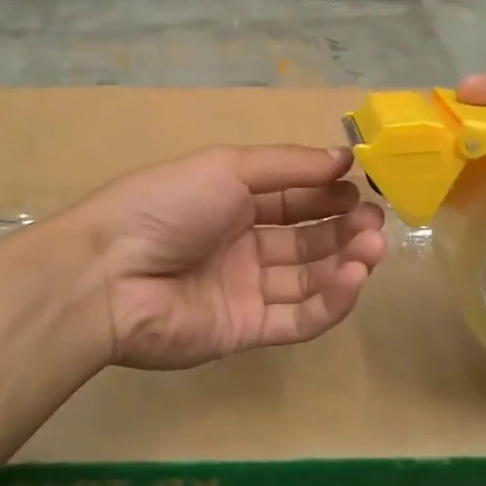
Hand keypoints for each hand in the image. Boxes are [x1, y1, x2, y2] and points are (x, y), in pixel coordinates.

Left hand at [71, 145, 387, 370]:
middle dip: (344, 228)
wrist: (108, 275)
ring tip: (373, 247)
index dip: (328, 193)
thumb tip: (343, 155)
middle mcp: (241, 243)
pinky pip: (297, 317)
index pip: (292, 197)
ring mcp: (244, 289)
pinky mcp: (245, 330)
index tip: (363, 187)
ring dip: (345, 262)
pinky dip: (330, 300)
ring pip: (308, 278)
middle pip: (305, 238)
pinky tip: (354, 278)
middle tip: (376, 222)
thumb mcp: (227, 168)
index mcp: (231, 200)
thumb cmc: (168, 206)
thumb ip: (288, 166)